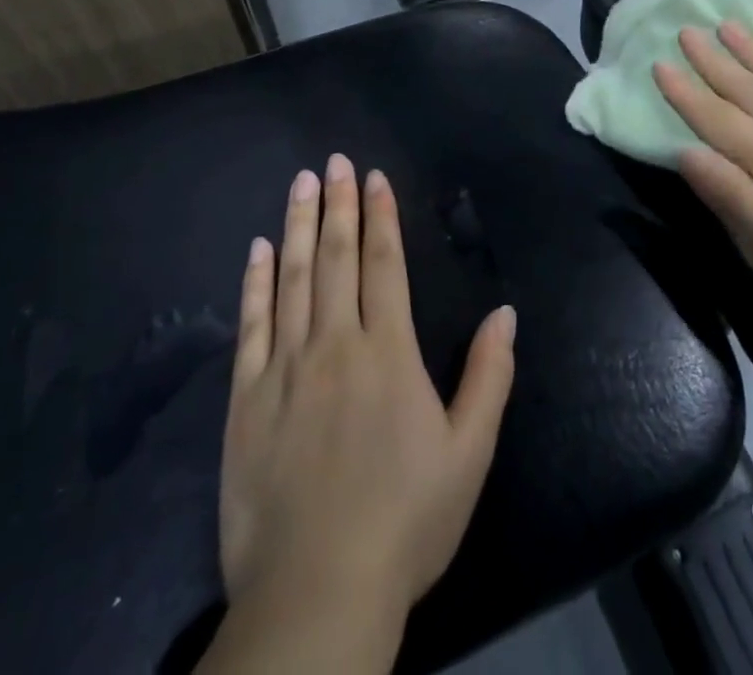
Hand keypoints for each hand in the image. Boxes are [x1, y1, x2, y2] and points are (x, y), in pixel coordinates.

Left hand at [217, 153, 516, 648]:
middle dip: (336, 204)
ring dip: (296, 225)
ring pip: (291, 278)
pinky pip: (251, 326)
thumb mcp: (469, 454)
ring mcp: (284, 367)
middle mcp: (335, 344)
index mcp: (388, 352)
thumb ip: (488, 376)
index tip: (373, 177)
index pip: (383, 264)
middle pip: (334, 257)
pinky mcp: (246, 398)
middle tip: (334, 161)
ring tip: (300, 183)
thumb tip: (505, 312)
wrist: (317, 592)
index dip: (379, 216)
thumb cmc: (405, 521)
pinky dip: (255, 282)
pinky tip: (257, 249)